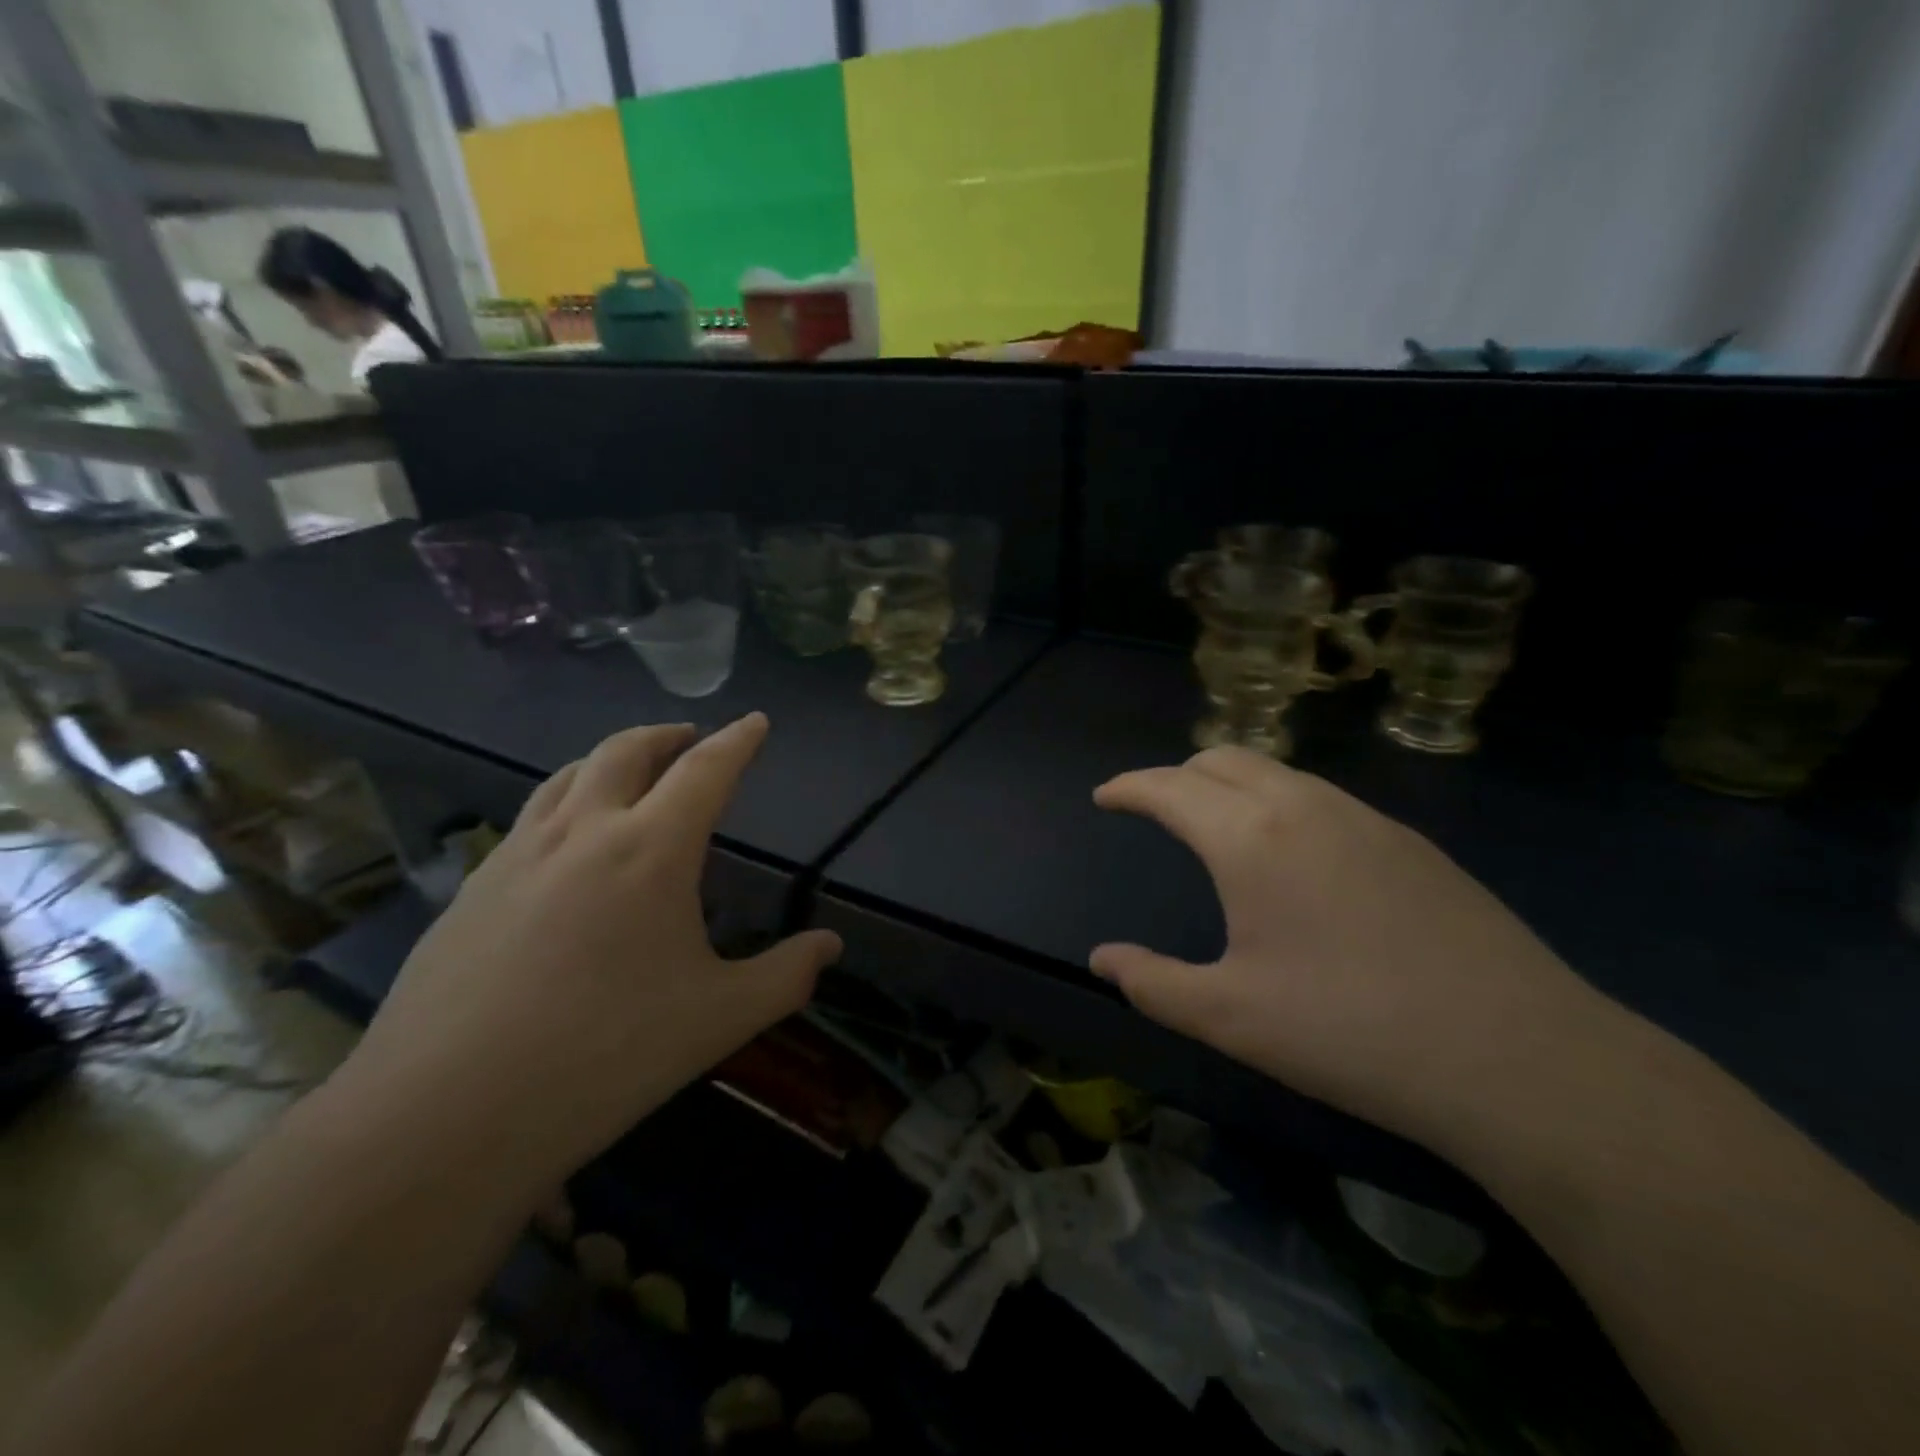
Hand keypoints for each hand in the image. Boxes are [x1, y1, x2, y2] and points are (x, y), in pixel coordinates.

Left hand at [336, 714, 840, 1191]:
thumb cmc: (605, 1055)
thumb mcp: (719, 1019)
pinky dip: (565, 801)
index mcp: (651, 850)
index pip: (705, 771)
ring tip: (631, 772)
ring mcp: (517, 855)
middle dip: (666, 734)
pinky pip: (529, 818)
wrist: (445, 1115)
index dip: (737, 741)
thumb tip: (830, 947)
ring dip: (610, 758)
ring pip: (568, 775)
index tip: (755, 721)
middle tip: (691, 738)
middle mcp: (583, 832)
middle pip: (626, 751)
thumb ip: (785, 976)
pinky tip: (566, 844)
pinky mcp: (471, 888)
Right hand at [1091, 746, 1613, 1145]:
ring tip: (1219, 826)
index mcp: (1250, 839)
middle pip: (1223, 759)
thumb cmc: (1349, 1032)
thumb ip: (1152, 983)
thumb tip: (1102, 959)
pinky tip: (1296, 858)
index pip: (1170, 787)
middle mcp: (1305, 807)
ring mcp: (1366, 818)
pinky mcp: (1411, 842)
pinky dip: (1281, 803)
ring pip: (1278, 772)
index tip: (1105, 797)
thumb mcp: (1229, 1018)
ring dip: (1232, 784)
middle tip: (1156, 809)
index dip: (1129, 787)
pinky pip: (1323, 798)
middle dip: (1178, 775)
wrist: (1518, 1057)